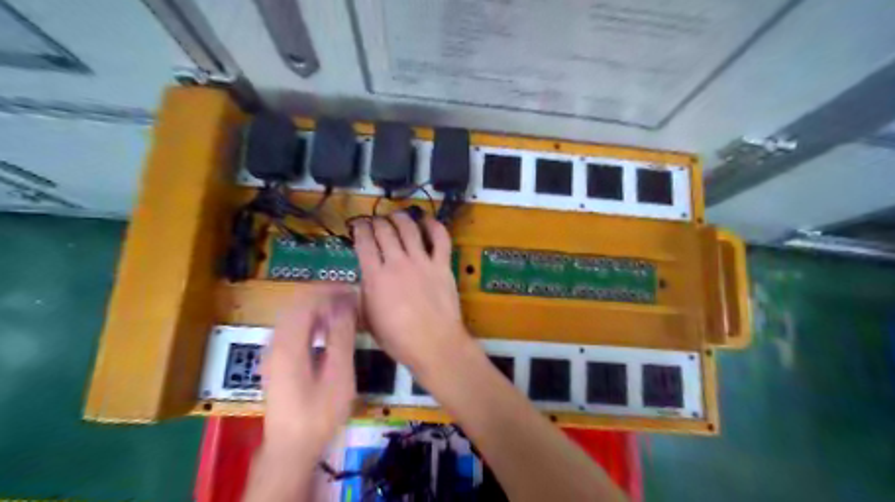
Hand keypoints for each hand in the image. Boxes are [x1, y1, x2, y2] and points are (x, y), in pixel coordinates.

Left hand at [262, 289, 358, 459]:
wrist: (291, 448)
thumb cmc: (319, 413)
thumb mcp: (338, 374)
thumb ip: (341, 336)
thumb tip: (346, 304)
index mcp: (289, 343)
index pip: (306, 301)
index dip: (330, 292)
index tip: (354, 293)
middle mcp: (276, 342)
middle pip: (297, 305)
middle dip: (324, 297)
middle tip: (352, 300)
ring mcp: (273, 352)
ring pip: (294, 316)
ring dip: (319, 309)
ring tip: (344, 312)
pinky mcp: (277, 362)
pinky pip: (293, 329)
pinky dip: (312, 322)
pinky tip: (328, 332)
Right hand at [354, 213, 469, 378]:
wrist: (435, 344)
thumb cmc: (398, 338)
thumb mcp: (368, 319)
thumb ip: (362, 295)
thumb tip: (360, 281)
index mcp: (375, 276)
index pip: (364, 242)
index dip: (360, 229)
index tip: (358, 225)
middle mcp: (397, 262)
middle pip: (385, 230)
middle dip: (377, 221)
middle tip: (376, 221)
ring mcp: (422, 262)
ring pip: (409, 228)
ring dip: (401, 217)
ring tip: (396, 215)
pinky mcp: (442, 265)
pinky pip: (440, 239)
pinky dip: (434, 226)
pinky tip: (427, 220)